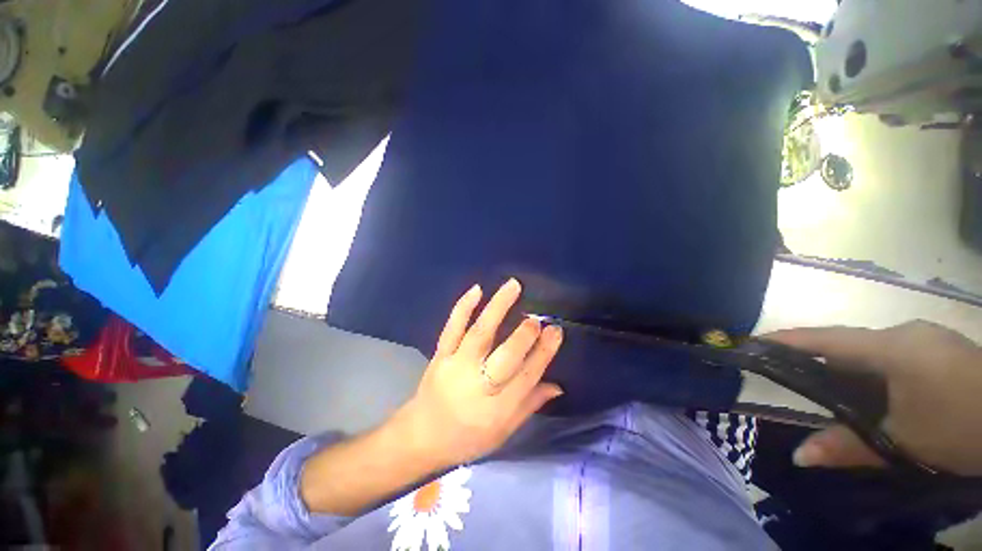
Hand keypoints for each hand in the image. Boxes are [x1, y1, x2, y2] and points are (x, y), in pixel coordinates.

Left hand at [389, 278, 563, 469]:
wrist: (420, 437)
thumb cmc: (467, 438)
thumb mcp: (503, 432)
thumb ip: (530, 405)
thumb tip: (558, 385)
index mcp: (497, 410)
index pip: (527, 377)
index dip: (543, 353)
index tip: (555, 331)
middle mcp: (478, 386)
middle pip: (505, 356)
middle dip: (524, 334)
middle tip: (537, 318)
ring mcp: (456, 366)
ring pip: (480, 333)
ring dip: (498, 307)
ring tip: (513, 285)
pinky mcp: (440, 355)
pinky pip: (452, 327)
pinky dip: (464, 307)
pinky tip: (477, 289)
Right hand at [768, 321, 981, 475]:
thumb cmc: (960, 426)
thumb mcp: (905, 443)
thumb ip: (850, 446)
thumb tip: (800, 456)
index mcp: (892, 346)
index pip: (826, 339)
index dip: (787, 339)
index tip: (753, 342)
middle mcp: (904, 333)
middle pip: (848, 344)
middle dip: (819, 361)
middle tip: (794, 379)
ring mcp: (925, 339)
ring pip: (872, 351)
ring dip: (850, 370)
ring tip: (834, 394)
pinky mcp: (940, 349)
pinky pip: (893, 355)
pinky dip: (874, 372)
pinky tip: (878, 394)